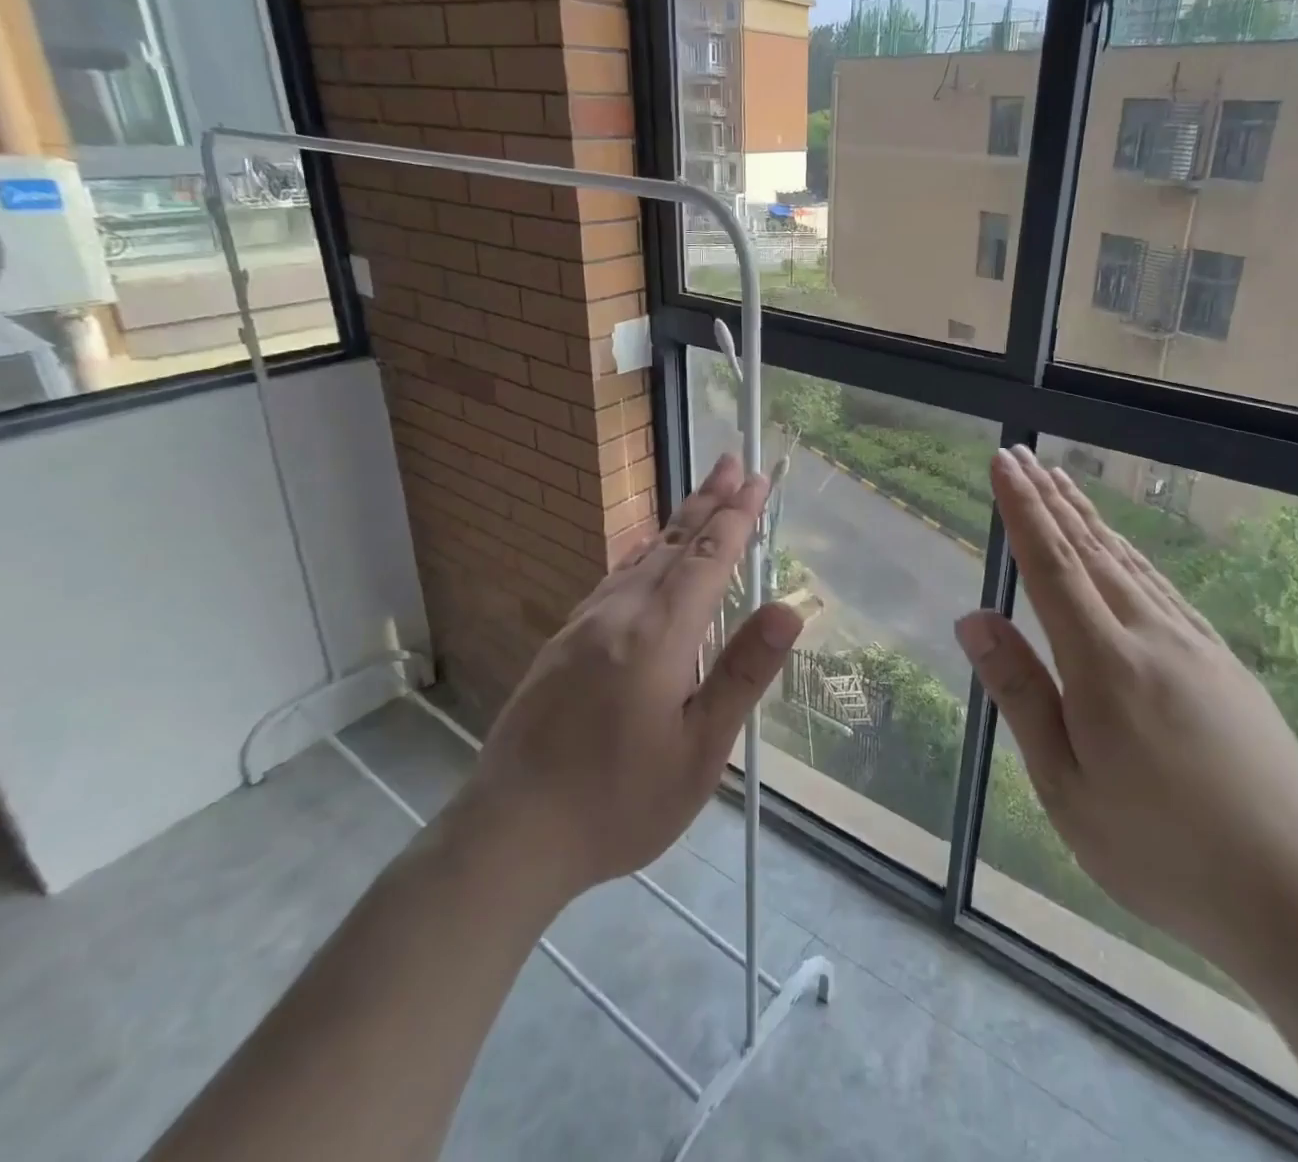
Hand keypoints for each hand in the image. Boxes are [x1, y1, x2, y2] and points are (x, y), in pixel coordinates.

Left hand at [458, 453, 803, 900]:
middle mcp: (619, 614)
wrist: (509, 835)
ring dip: (678, 523)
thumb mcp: (699, 751)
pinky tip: (647, 555)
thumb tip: (788, 609)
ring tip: (702, 497)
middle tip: (732, 462)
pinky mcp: (563, 642)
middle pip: (673, 543)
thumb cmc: (618, 802)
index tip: (758, 480)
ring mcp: (584, 624)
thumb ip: (741, 673)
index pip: (708, 558)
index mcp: (657, 635)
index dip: (737, 517)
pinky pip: (615, 579)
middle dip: (708, 501)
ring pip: (641, 557)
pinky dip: (644, 553)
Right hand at [955, 447, 1297, 981]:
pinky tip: (1123, 550)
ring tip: (1063, 482)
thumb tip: (974, 619)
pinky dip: (1131, 554)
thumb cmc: (1161, 851)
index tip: (1003, 462)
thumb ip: (1022, 694)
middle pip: (1092, 550)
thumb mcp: (1067, 787)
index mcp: (1105, 664)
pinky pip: (1163, 588)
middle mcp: (1151, 636)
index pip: (1052, 566)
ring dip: (1090, 518)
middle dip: (1051, 499)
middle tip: (1024, 456)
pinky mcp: (1224, 662)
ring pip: (1130, 562)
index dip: (1023, 510)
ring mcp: (1195, 645)